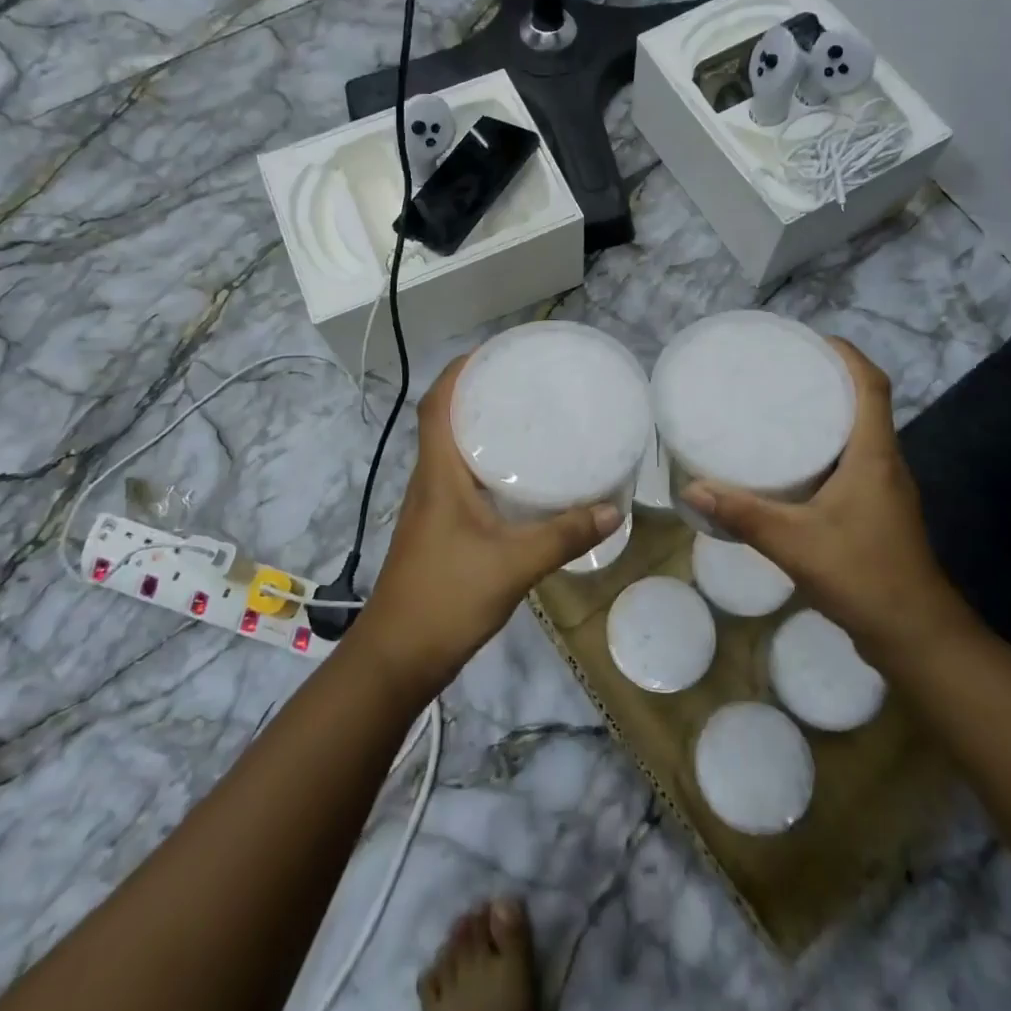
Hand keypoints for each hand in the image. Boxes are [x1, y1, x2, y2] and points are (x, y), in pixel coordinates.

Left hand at [354, 355, 621, 696]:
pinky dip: (487, 466)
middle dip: (478, 394)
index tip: (493, 352)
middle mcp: (430, 482)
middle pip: (445, 421)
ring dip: (481, 429)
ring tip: (528, 418)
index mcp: (438, 475)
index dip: (458, 372)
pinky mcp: (441, 530)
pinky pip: (462, 480)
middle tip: (525, 382)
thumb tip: (613, 509)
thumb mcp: (512, 565)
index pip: (436, 406)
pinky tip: (520, 479)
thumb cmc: (446, 598)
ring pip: (454, 452)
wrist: (398, 658)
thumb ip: (562, 536)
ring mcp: (432, 508)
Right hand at [682, 337, 972, 669]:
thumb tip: (694, 488)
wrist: (916, 636)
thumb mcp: (795, 543)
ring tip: (778, 407)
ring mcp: (884, 489)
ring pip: (858, 434)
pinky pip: (851, 461)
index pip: (872, 385)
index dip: (846, 354)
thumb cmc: (863, 576)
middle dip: (827, 379)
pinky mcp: (877, 510)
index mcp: (874, 455)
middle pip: (864, 403)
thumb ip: (744, 514)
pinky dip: (824, 448)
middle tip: (778, 370)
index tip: (808, 340)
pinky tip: (790, 464)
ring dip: (826, 414)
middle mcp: (885, 463)